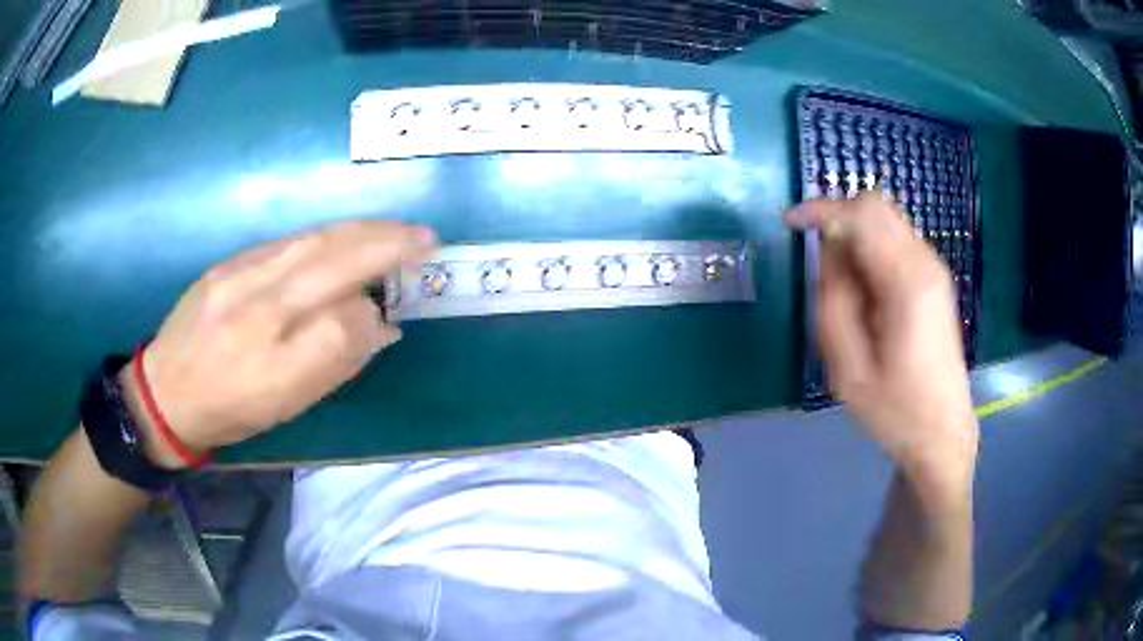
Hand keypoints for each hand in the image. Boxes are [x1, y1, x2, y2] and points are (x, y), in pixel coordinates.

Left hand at [120, 221, 436, 467]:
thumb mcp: (286, 408)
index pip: (344, 328)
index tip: (389, 318)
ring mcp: (238, 281)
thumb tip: (376, 324)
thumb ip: (333, 364)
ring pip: (311, 244)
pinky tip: (341, 237)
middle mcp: (257, 318)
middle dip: (386, 245)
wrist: (164, 392)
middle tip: (425, 237)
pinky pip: (286, 243)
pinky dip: (324, 237)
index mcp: (275, 371)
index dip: (374, 319)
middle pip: (332, 267)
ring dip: (360, 231)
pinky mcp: (226, 264)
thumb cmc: (230, 412)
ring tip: (394, 229)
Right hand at [785, 193, 977, 488]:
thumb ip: (834, 299)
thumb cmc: (895, 410)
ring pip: (886, 220)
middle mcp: (926, 263)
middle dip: (839, 218)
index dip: (821, 210)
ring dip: (855, 236)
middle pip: (877, 206)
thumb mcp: (848, 367)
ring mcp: (934, 269)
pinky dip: (871, 248)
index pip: (863, 215)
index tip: (790, 223)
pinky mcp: (934, 280)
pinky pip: (895, 240)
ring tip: (842, 287)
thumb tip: (828, 250)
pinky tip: (864, 292)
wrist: (942, 433)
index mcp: (907, 283)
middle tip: (818, 260)